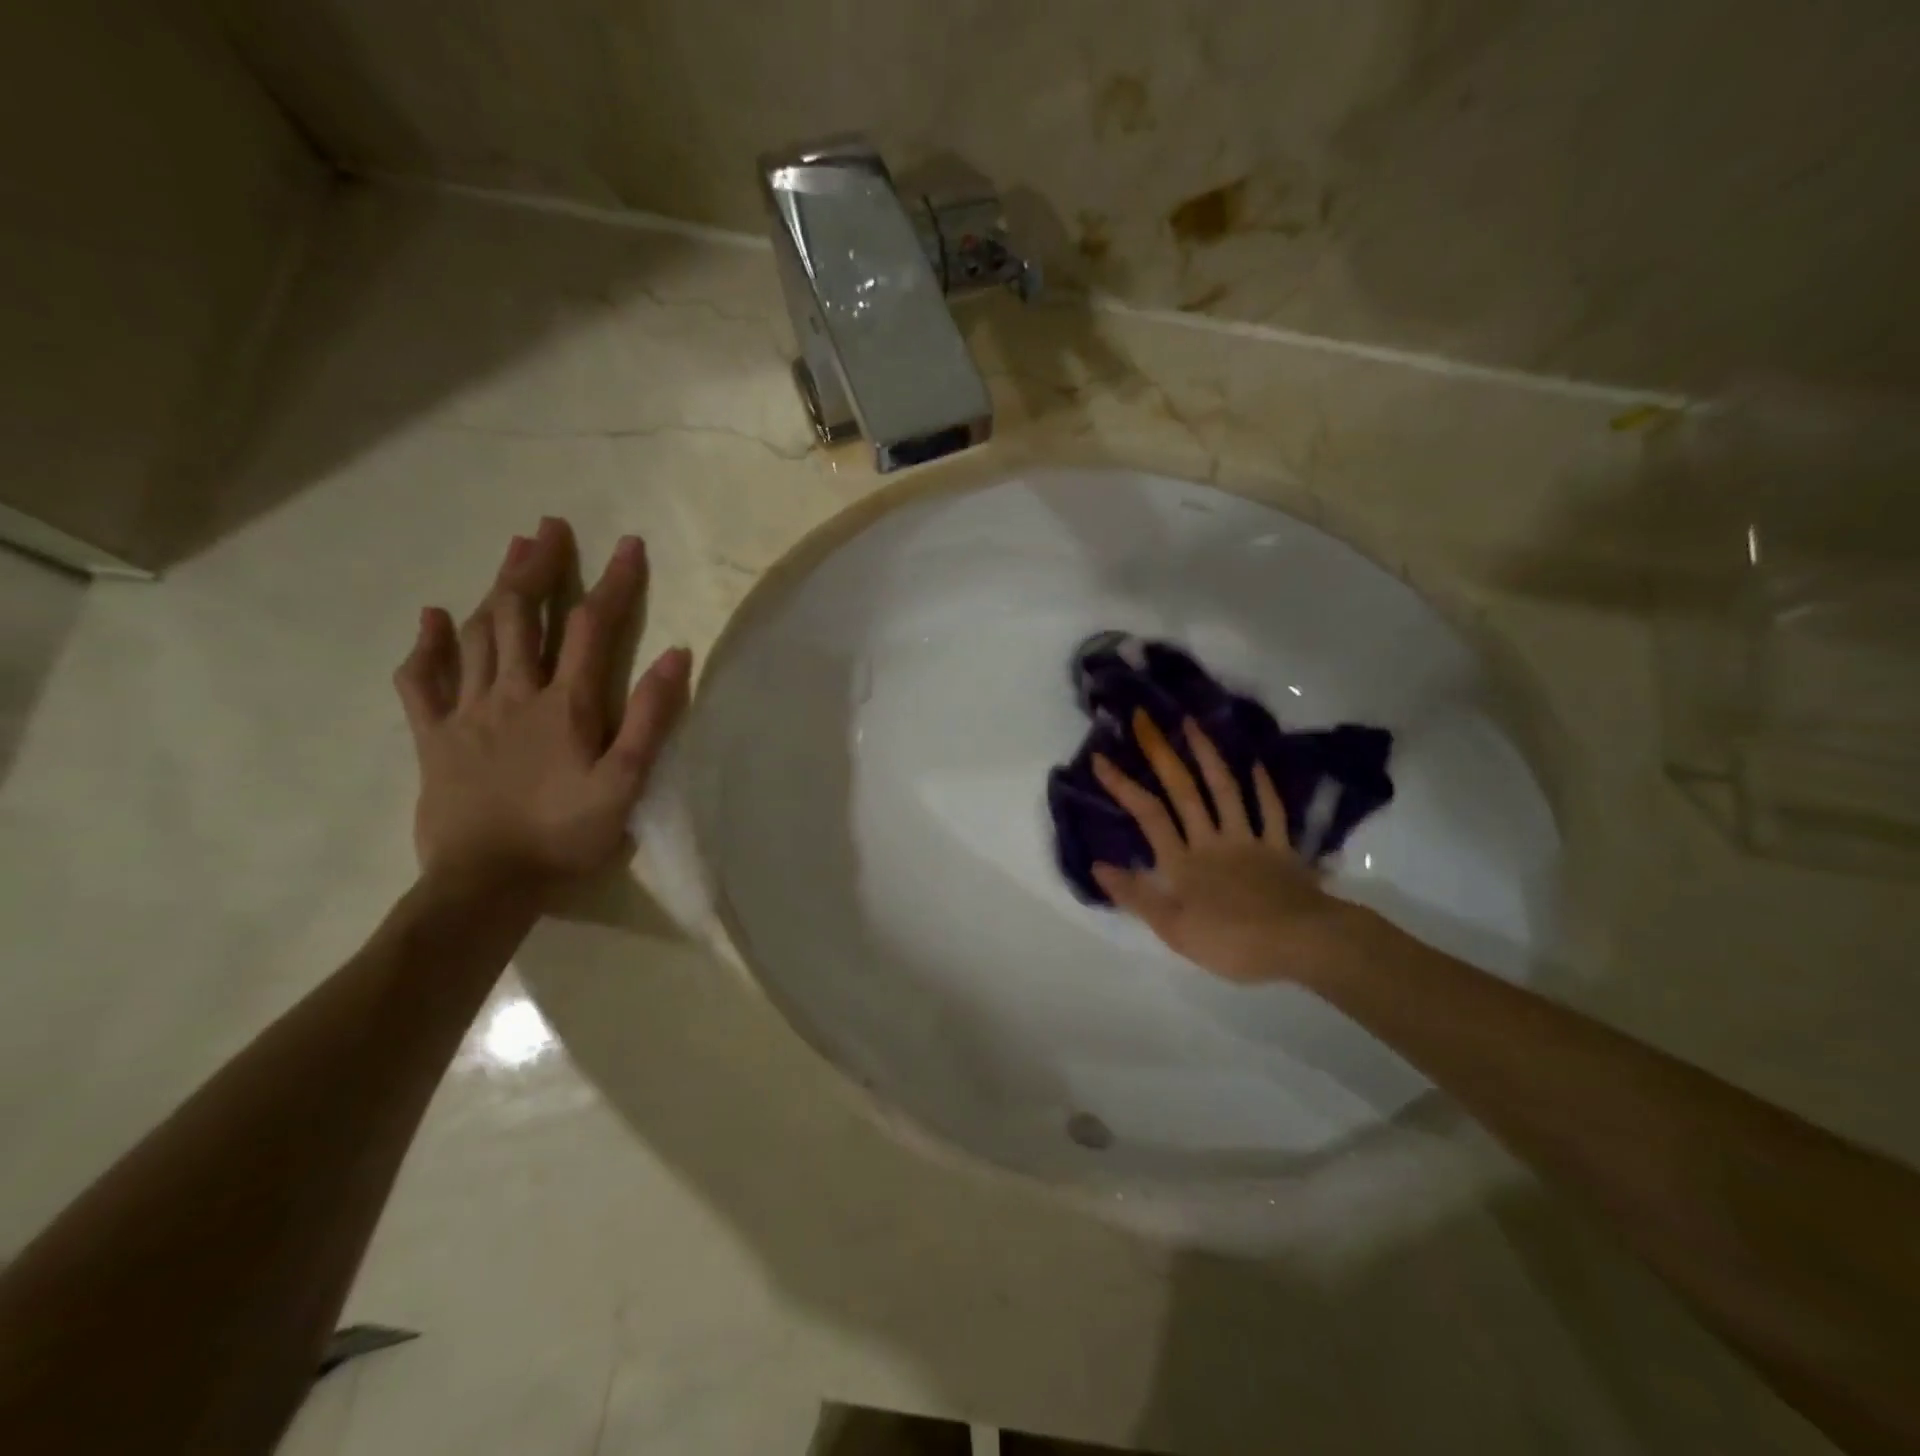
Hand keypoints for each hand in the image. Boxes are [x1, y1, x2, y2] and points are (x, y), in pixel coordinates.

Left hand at [393, 517, 691, 890]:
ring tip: (511, 552)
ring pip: (478, 635)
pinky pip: (422, 681)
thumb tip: (675, 654)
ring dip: (495, 589)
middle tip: (549, 528)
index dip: (613, 583)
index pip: (591, 627)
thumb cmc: (565, 836)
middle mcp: (514, 693)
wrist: (486, 885)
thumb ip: (650, 717)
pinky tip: (432, 618)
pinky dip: (427, 646)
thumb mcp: (625, 782)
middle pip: (523, 615)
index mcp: (565, 705)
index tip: (629, 545)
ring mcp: (467, 712)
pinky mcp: (434, 737)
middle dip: (539, 567)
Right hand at [1091, 711, 1365, 984]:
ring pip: (1225, 790)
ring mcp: (1249, 840)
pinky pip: (1271, 811)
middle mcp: (1211, 841)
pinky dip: (1264, 787)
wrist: (1302, 944)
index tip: (1100, 757)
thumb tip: (1097, 865)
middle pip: (1183, 791)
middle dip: (1161, 753)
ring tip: (1193, 724)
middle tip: (1145, 718)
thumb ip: (1136, 896)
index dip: (1123, 785)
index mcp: (1183, 862)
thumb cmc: (1232, 942)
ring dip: (1208, 755)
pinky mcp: (1281, 849)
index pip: (1148, 815)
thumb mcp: (1173, 929)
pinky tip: (1257, 764)